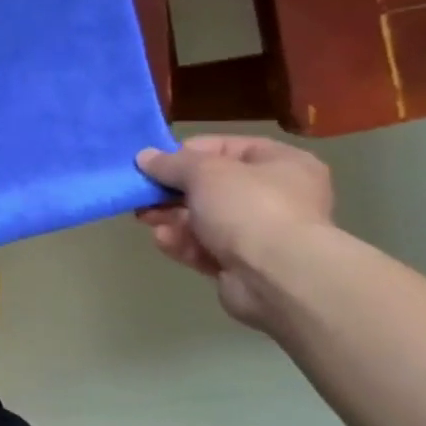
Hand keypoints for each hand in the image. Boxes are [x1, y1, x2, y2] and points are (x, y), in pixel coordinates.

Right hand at [136, 135, 334, 328]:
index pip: (228, 147)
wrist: (277, 278)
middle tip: (143, 193)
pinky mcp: (243, 266)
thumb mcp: (204, 172)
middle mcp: (276, 196)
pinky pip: (207, 248)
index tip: (156, 163)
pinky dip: (183, 244)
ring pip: (205, 220)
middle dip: (173, 191)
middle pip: (212, 187)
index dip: (189, 153)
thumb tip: (144, 157)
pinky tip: (162, 240)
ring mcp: (261, 234)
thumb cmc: (248, 208)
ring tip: (144, 217)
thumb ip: (171, 163)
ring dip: (173, 218)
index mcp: (282, 164)